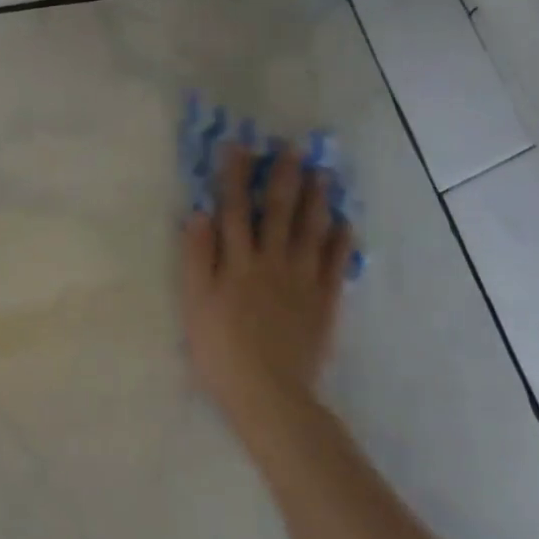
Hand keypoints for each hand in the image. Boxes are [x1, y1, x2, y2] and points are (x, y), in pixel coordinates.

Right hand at [180, 147, 353, 448]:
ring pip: (312, 231)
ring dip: (317, 200)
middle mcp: (273, 262)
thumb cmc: (220, 349)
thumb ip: (196, 257)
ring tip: (323, 175)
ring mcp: (303, 281)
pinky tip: (344, 224)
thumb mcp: (195, 303)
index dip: (235, 176)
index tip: (239, 145)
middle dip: (284, 178)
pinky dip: (340, 242)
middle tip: (294, 149)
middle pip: (279, 212)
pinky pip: (335, 265)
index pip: (234, 209)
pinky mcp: (324, 302)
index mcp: (238, 262)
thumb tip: (199, 213)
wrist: (268, 393)